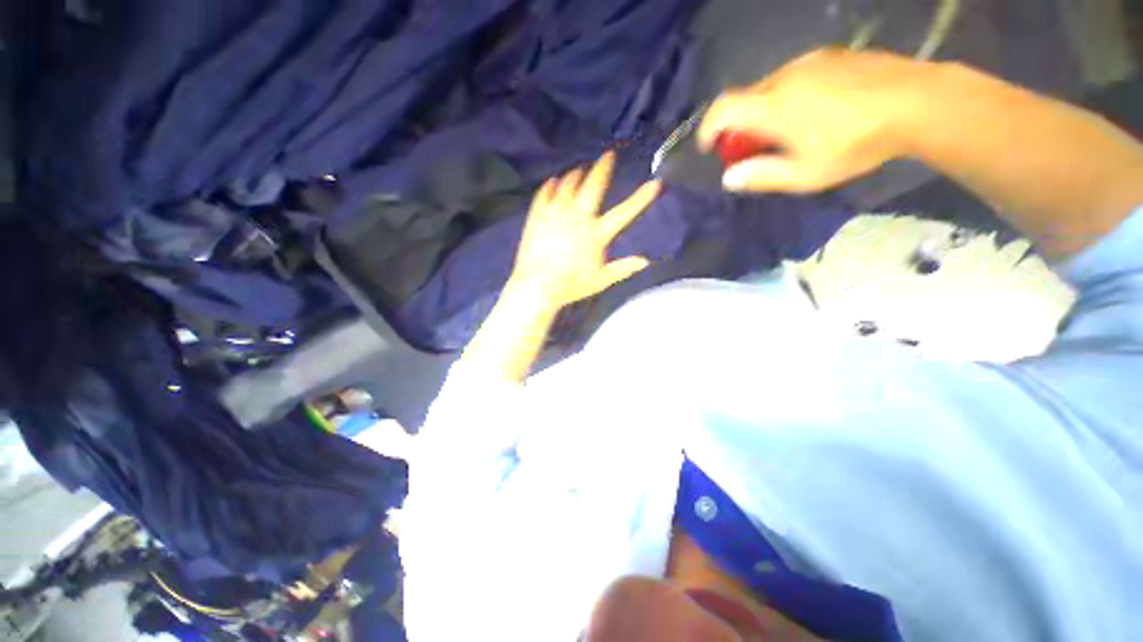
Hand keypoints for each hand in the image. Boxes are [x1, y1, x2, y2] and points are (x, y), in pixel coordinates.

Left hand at [509, 151, 660, 309]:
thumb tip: (645, 261)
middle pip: (592, 187)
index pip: (624, 213)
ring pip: (567, 186)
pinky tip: (553, 181)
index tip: (655, 183)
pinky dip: (550, 186)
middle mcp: (578, 218)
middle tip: (607, 155)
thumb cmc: (571, 285)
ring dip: (575, 175)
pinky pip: (544, 195)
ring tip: (579, 169)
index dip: (641, 198)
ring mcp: (556, 215)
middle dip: (602, 168)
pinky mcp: (538, 217)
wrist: (537, 286)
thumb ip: (622, 269)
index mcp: (596, 234)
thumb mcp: (600, 281)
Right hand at [696, 48, 924, 192]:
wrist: (917, 102)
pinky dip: (787, 95)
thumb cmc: (855, 144)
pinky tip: (811, 110)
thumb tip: (729, 179)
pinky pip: (795, 76)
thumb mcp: (804, 174)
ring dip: (764, 109)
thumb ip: (761, 176)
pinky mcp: (832, 56)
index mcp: (772, 106)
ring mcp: (810, 61)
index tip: (709, 147)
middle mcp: (784, 76)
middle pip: (745, 98)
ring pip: (770, 86)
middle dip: (738, 125)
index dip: (708, 128)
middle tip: (751, 147)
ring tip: (784, 130)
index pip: (722, 109)